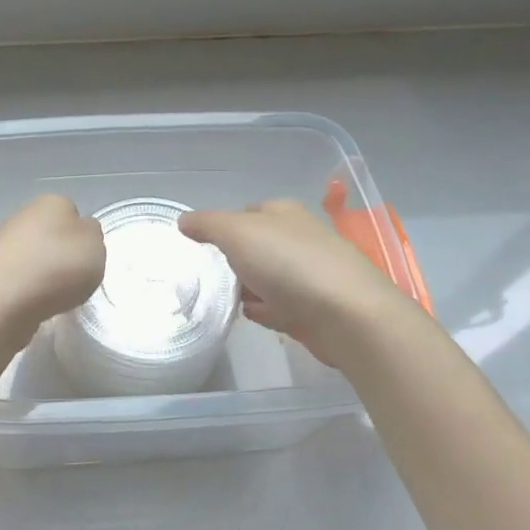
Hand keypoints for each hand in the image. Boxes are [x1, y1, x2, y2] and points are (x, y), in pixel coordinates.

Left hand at [0, 195, 105, 333]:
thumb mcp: (96, 246)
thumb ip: (93, 236)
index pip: (72, 212)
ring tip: (53, 295)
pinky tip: (33, 303)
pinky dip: (28, 289)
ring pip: (33, 255)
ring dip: (43, 272)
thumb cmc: (58, 266)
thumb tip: (81, 234)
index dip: (81, 236)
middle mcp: (24, 215)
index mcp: (53, 202)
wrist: (4, 298)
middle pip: (50, 234)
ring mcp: (2, 242)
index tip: (86, 258)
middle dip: (60, 254)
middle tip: (72, 278)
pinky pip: (18, 277)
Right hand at [179, 200, 430, 368]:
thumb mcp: (238, 233)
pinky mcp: (314, 307)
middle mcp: (299, 238)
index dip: (222, 227)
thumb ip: (208, 225)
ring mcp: (309, 274)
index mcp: (284, 213)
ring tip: (222, 300)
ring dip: (246, 288)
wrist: (346, 316)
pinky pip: (279, 305)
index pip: (246, 212)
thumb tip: (183, 221)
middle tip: (205, 277)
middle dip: (232, 261)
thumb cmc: (289, 264)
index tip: (200, 247)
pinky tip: (251, 317)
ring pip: (266, 277)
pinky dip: (265, 310)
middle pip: (255, 247)